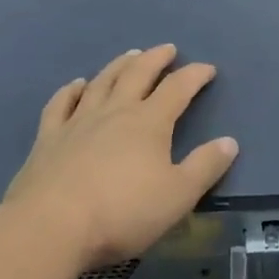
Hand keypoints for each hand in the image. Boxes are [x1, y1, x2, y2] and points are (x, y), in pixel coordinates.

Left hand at [3, 44, 237, 268]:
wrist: (49, 228)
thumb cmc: (121, 213)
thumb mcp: (177, 196)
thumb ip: (205, 167)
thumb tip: (229, 141)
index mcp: (149, 122)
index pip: (178, 88)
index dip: (195, 75)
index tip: (208, 69)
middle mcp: (115, 112)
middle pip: (138, 74)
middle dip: (156, 59)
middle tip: (168, 49)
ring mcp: (78, 122)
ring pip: (102, 82)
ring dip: (119, 66)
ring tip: (130, 56)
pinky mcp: (48, 139)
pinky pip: (61, 104)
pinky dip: (71, 91)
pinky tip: (76, 85)